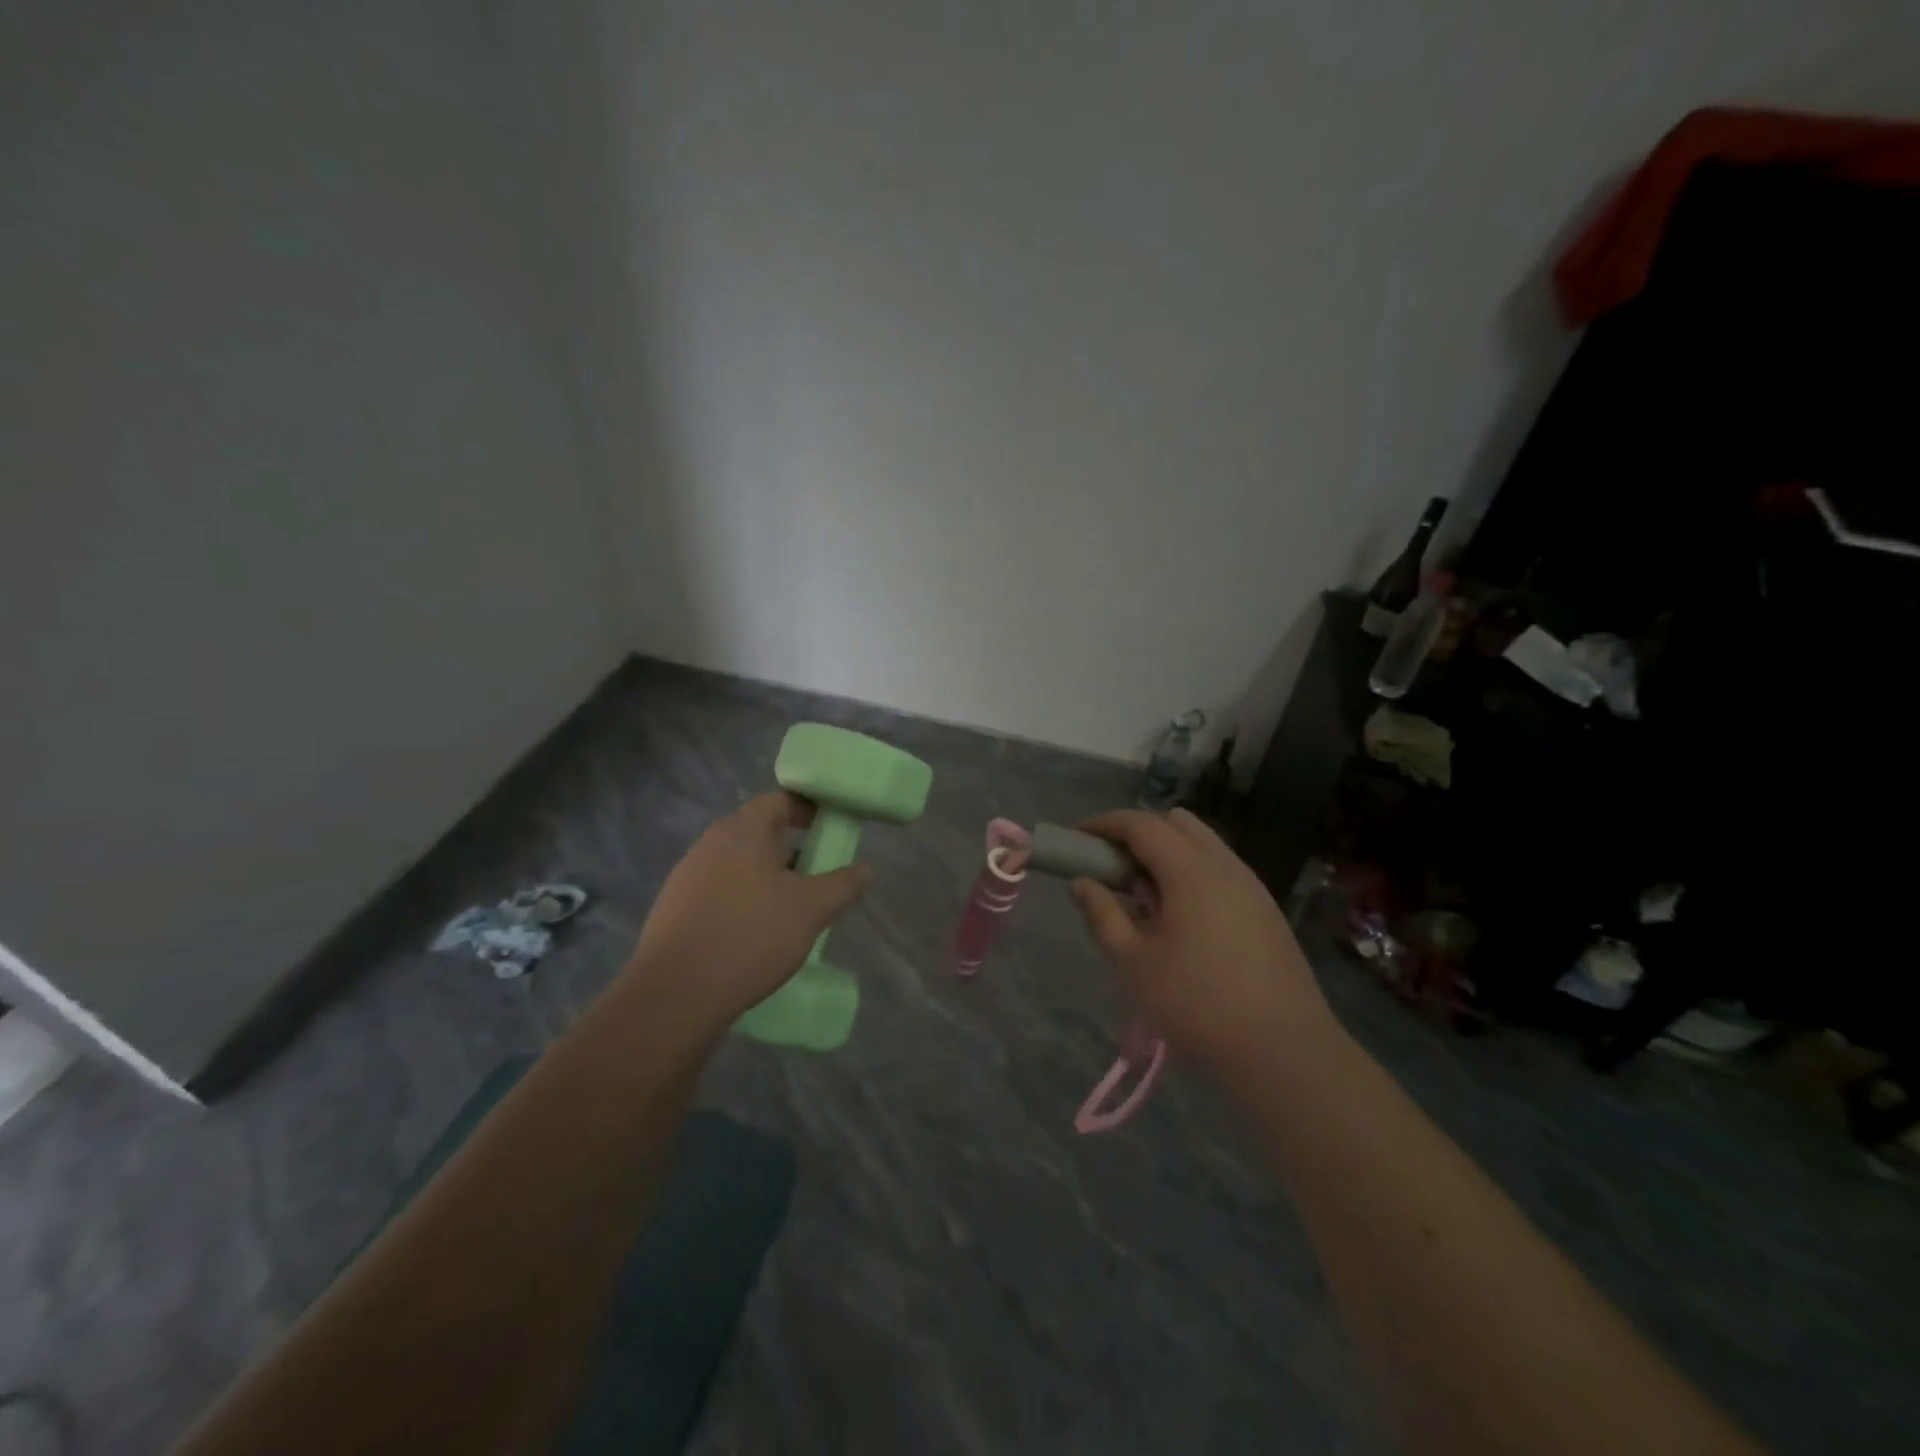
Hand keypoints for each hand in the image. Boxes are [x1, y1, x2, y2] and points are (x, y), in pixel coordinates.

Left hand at [624, 792, 870, 1033]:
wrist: (675, 993)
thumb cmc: (751, 936)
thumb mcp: (811, 910)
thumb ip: (842, 885)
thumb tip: (865, 870)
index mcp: (742, 831)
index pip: (778, 801)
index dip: (806, 809)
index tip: (828, 828)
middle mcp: (710, 843)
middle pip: (755, 832)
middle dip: (788, 847)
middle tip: (815, 872)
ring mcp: (686, 875)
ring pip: (736, 863)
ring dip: (764, 876)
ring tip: (788, 907)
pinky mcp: (673, 908)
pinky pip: (717, 890)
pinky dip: (740, 899)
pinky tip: (753, 932)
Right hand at [1071, 808, 1338, 1075]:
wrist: (1284, 1050)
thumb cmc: (1197, 1004)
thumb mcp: (1133, 962)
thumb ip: (1103, 914)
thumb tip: (1082, 883)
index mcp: (1191, 871)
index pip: (1142, 824)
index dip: (1106, 823)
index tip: (1079, 837)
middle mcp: (1225, 865)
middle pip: (1176, 823)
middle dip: (1138, 832)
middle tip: (1112, 864)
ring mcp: (1251, 885)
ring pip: (1203, 843)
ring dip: (1167, 851)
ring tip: (1145, 894)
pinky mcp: (1265, 908)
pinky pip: (1221, 868)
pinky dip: (1191, 871)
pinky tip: (1181, 916)